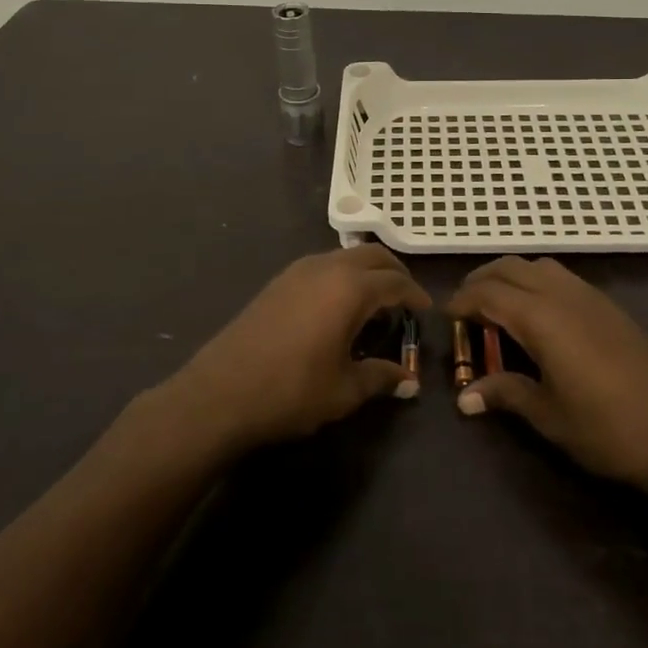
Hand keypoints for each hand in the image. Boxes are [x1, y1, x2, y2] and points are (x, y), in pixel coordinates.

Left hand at [164, 245, 429, 453]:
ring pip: (346, 256)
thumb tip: (409, 381)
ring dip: (367, 271)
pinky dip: (343, 275)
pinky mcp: (279, 281)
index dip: (415, 294)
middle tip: (406, 298)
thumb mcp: (344, 390)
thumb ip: (380, 378)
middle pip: (372, 255)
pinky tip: (339, 305)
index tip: (426, 310)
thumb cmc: (291, 391)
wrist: (220, 392)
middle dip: (395, 272)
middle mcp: (327, 267)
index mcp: (350, 288)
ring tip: (376, 302)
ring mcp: (299, 270)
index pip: (395, 282)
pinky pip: (323, 265)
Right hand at [449, 257, 647, 493]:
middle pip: (509, 267)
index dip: (462, 301)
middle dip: (481, 281)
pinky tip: (537, 316)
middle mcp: (561, 294)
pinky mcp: (607, 305)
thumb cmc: (608, 428)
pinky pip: (559, 276)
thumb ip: (506, 394)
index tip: (446, 317)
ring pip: (537, 265)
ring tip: (497, 309)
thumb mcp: (549, 416)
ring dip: (509, 277)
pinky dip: (535, 282)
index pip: (488, 293)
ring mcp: (588, 295)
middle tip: (465, 310)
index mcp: (541, 317)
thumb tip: (465, 398)